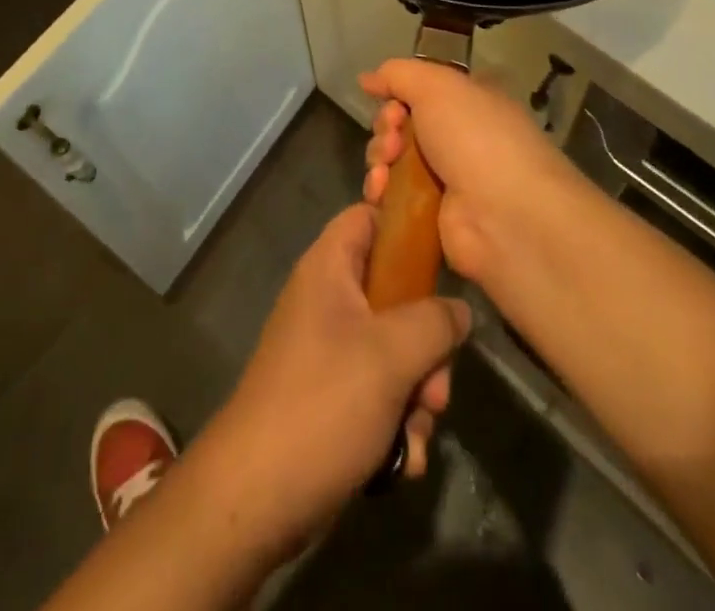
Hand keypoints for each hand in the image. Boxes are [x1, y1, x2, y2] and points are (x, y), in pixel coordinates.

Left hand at [193, 204, 471, 556]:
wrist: (255, 499)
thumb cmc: (323, 403)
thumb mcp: (391, 354)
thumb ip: (435, 321)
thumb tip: (459, 311)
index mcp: (330, 268)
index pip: (370, 215)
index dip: (406, 225)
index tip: (445, 256)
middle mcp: (328, 300)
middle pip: (395, 293)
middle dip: (427, 343)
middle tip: (436, 384)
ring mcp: (329, 351)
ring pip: (394, 350)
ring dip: (417, 392)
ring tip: (418, 430)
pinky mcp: (331, 397)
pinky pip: (379, 392)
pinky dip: (396, 422)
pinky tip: (401, 460)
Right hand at [359, 58, 568, 284]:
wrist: (504, 214)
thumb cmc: (475, 137)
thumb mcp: (437, 86)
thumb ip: (398, 74)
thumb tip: (366, 78)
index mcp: (470, 102)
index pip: (423, 91)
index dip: (399, 94)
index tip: (390, 102)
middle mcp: (460, 137)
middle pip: (402, 124)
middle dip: (387, 126)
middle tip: (393, 136)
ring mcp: (447, 179)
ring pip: (393, 159)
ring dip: (379, 157)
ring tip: (385, 165)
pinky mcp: (431, 216)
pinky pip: (393, 196)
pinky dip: (380, 190)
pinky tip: (380, 190)